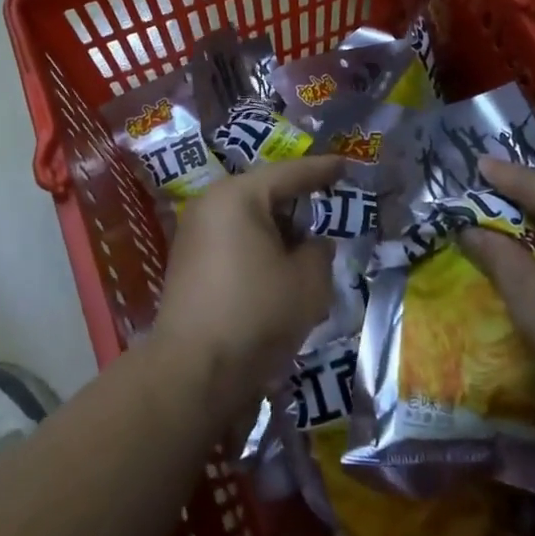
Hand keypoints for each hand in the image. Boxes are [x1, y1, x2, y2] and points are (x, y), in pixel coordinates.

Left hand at [150, 156, 345, 414]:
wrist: (194, 371)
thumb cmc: (256, 313)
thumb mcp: (308, 282)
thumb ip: (319, 252)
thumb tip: (313, 245)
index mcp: (237, 196)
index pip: (288, 173)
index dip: (321, 170)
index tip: (345, 164)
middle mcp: (210, 206)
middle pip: (264, 195)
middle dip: (298, 205)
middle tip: (330, 207)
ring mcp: (194, 236)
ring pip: (249, 222)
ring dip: (279, 234)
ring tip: (310, 248)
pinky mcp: (189, 266)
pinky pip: (234, 244)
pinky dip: (260, 252)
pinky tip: (280, 272)